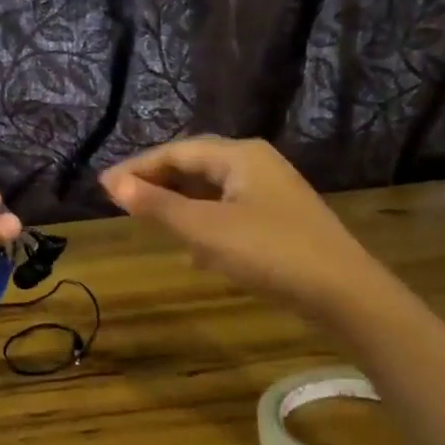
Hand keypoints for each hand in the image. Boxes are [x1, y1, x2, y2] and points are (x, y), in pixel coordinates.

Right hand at [100, 138, 376, 326]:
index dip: (138, 167)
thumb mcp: (204, 229)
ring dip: (179, 204)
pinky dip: (204, 224)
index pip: (177, 152)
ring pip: (213, 191)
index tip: (103, 186)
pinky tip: (192, 251)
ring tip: (148, 220)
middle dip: (157, 182)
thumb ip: (157, 206)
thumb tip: (113, 184)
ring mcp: (271, 193)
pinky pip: (229, 212)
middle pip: (195, 166)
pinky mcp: (280, 220)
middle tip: (121, 200)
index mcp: (239, 155)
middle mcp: (256, 164)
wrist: (342, 291)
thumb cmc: (268, 251)